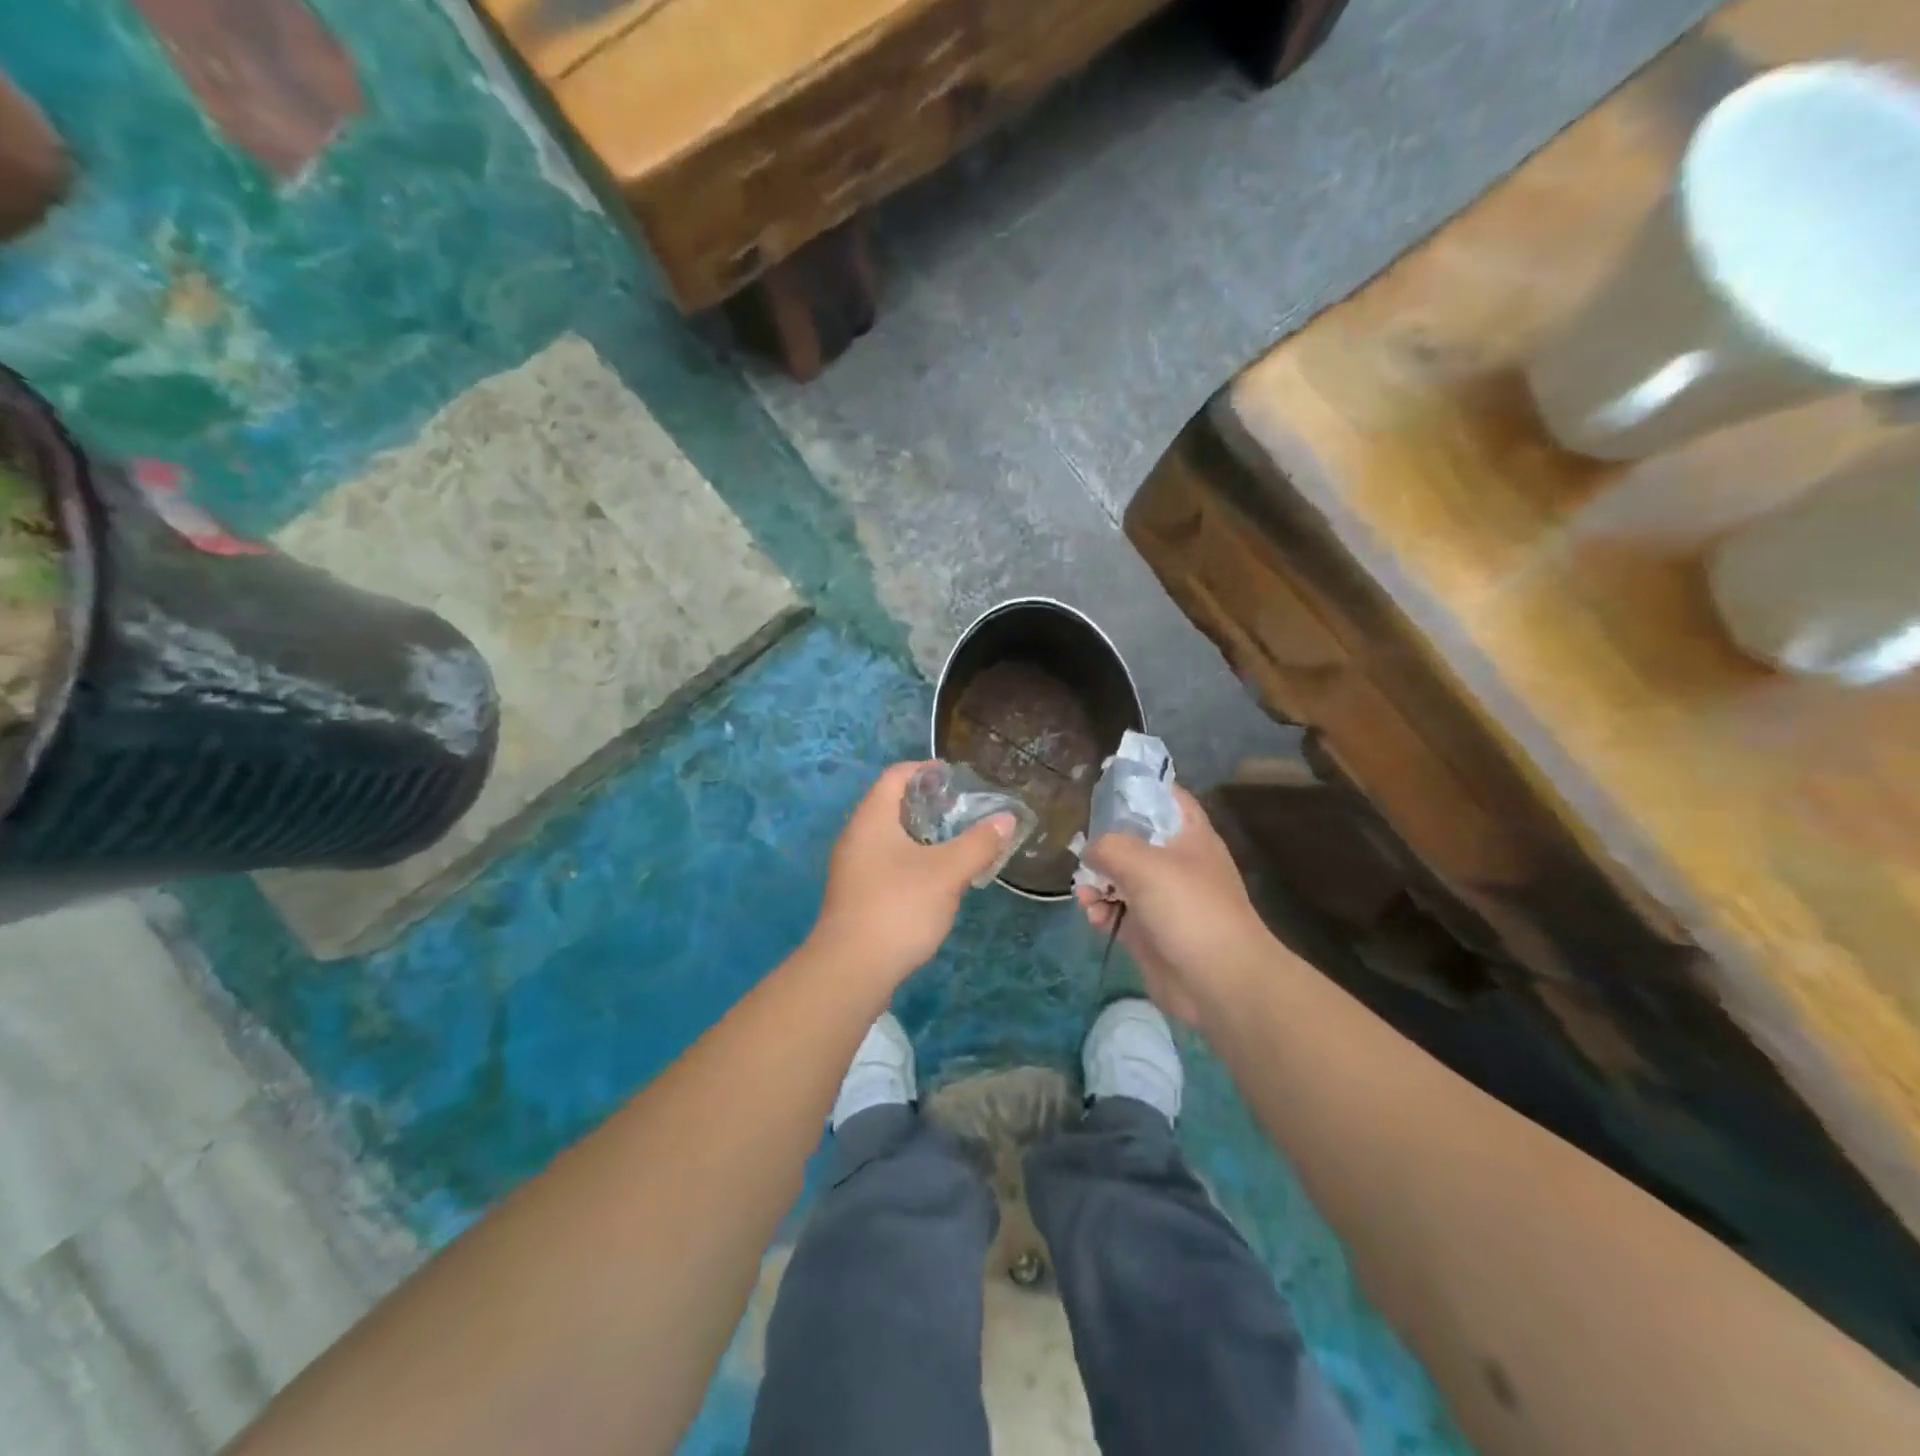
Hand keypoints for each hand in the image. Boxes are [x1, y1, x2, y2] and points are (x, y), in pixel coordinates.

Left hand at [807, 762, 1015, 990]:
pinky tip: (933, 880)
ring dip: (919, 835)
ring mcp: (851, 868)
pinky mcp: (855, 896)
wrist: (851, 969)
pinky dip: (910, 860)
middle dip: (926, 804)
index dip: (924, 770)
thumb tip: (1006, 819)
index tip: (954, 777)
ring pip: (888, 838)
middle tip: (960, 810)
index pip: (895, 776)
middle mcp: (856, 837)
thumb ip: (978, 843)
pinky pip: (884, 864)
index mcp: (872, 819)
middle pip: (890, 805)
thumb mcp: (948, 873)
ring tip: (953, 844)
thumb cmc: (899, 908)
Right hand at [1075, 787, 1271, 1026]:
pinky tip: (1094, 916)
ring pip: (1120, 878)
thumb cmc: (1189, 909)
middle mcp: (1177, 863)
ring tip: (1085, 894)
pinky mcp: (1150, 931)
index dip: (1139, 787)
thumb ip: (1108, 846)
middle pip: (1134, 839)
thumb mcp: (1143, 863)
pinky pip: (1118, 911)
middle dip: (1104, 844)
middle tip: (1082, 850)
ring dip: (1097, 882)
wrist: (1219, 981)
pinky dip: (1102, 911)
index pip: (1166, 797)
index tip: (1104, 786)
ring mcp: (1164, 899)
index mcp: (1190, 836)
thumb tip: (1090, 851)